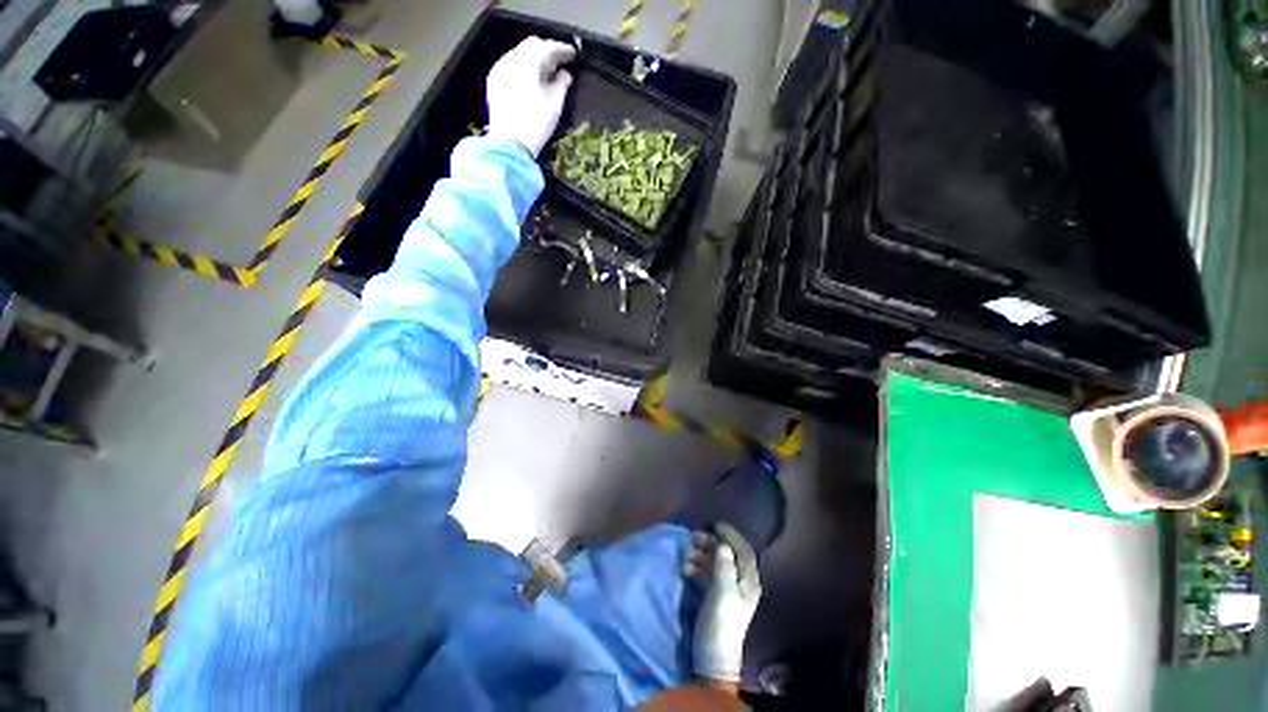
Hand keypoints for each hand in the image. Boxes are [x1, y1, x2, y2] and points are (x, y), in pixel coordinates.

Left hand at [486, 36, 575, 157]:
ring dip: (534, 59)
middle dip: (547, 51)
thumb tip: (565, 74)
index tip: (573, 55)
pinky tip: (532, 80)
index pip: (547, 47)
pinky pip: (511, 66)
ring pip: (520, 55)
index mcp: (527, 62)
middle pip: (531, 46)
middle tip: (561, 62)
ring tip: (547, 72)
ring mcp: (500, 70)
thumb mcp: (555, 105)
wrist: (510, 143)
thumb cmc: (536, 124)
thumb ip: (561, 84)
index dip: (562, 50)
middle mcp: (511, 59)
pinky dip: (524, 68)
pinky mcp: (495, 82)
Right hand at [691, 523, 762, 683]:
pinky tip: (686, 567)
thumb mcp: (722, 595)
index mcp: (748, 582)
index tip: (715, 525)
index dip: (731, 535)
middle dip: (712, 544)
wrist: (712, 658)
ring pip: (716, 563)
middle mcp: (740, 583)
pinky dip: (697, 567)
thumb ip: (723, 569)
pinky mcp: (714, 597)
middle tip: (694, 537)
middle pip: (728, 555)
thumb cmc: (721, 625)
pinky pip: (707, 573)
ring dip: (702, 554)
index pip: (744, 551)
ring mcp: (727, 590)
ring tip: (686, 553)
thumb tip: (723, 544)